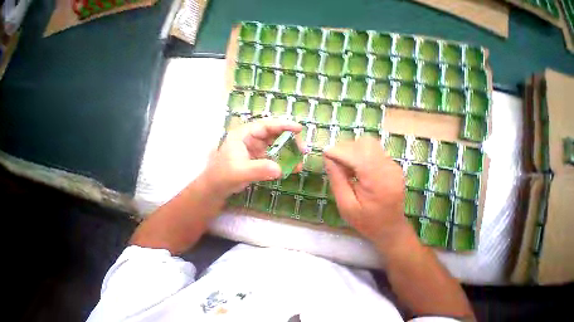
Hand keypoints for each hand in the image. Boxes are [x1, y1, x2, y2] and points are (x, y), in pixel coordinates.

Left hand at [201, 118, 303, 198]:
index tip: (298, 129)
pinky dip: (285, 162)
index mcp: (245, 135)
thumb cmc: (223, 175)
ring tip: (300, 162)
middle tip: (303, 150)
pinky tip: (292, 168)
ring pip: (278, 146)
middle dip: (290, 141)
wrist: (217, 188)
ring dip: (290, 153)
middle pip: (275, 135)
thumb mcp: (239, 172)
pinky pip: (276, 157)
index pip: (266, 125)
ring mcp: (258, 149)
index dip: (283, 125)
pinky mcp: (261, 159)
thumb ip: (258, 169)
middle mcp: (253, 139)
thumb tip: (279, 169)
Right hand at [323, 137, 412, 249]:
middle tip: (334, 162)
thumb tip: (327, 158)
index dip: (339, 152)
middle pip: (365, 144)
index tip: (324, 154)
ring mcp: (392, 164)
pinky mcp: (390, 164)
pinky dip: (357, 153)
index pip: (358, 156)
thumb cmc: (366, 221)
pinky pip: (371, 149)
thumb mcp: (345, 204)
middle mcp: (389, 169)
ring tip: (344, 166)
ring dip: (351, 150)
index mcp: (379, 183)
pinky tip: (353, 167)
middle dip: (345, 149)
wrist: (390, 227)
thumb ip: (336, 179)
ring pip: (368, 143)